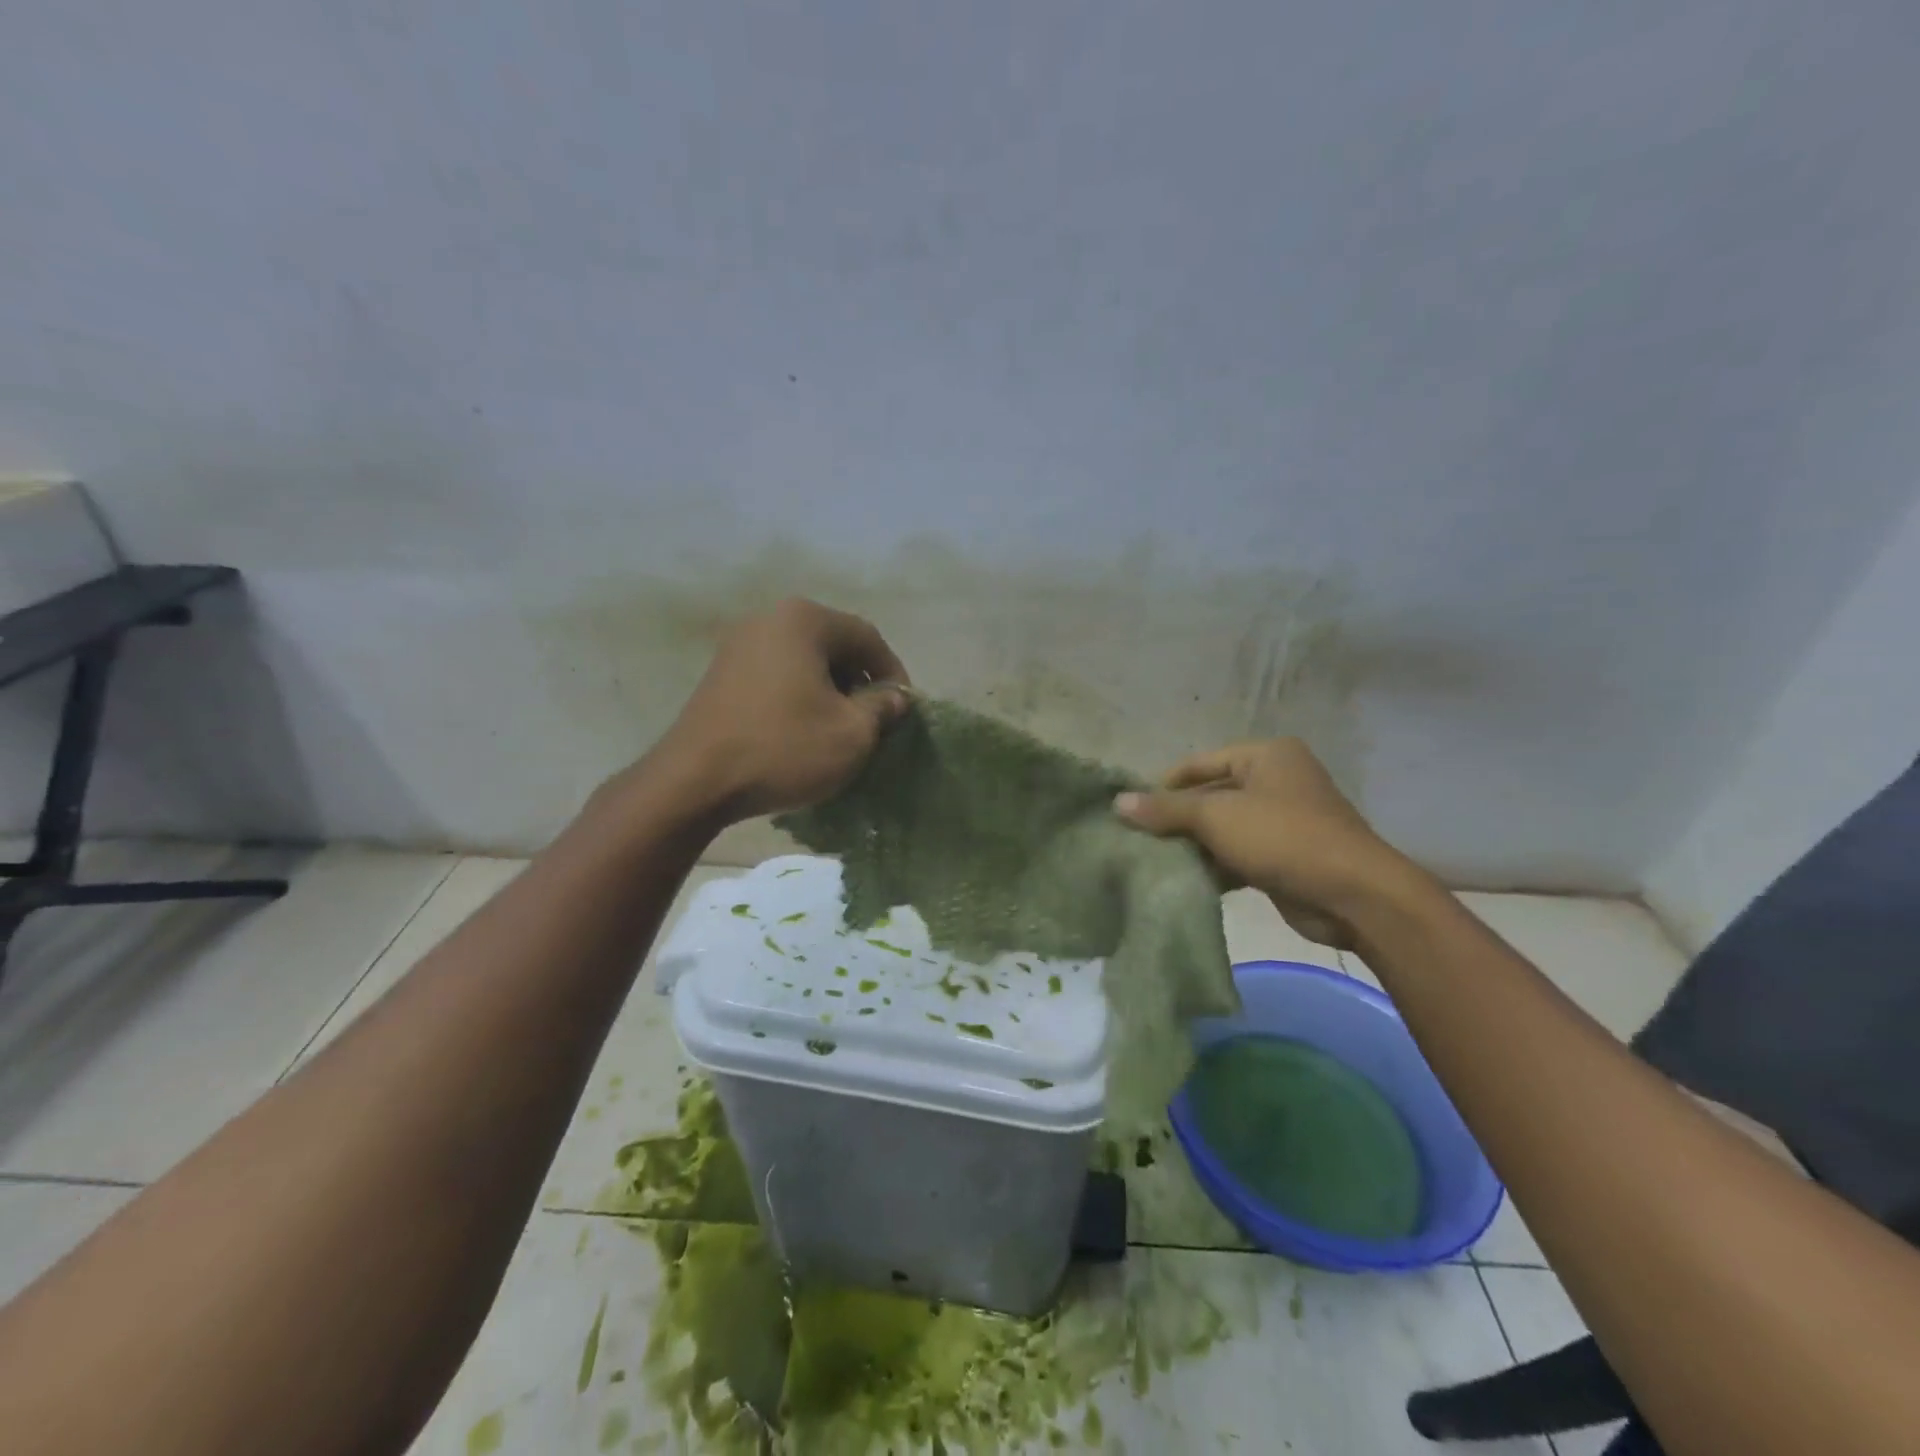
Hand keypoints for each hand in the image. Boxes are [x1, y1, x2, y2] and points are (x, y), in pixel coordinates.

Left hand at [639, 598, 910, 825]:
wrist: (694, 781)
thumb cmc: (783, 748)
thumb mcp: (852, 733)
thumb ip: (882, 707)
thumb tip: (894, 696)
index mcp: (804, 620)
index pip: (868, 637)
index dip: (893, 673)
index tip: (903, 709)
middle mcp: (769, 619)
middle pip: (834, 645)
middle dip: (860, 682)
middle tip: (873, 721)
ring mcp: (739, 645)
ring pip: (804, 661)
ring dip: (830, 691)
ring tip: (839, 729)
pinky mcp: (721, 673)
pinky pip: (777, 675)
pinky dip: (799, 696)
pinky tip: (802, 731)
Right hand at [1115, 738, 1418, 948]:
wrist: (1353, 895)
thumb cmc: (1283, 837)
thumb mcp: (1217, 817)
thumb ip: (1166, 809)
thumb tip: (1118, 802)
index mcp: (1265, 756)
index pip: (1199, 764)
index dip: (1164, 785)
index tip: (1132, 811)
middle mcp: (1275, 780)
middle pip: (1210, 796)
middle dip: (1177, 820)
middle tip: (1138, 840)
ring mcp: (1283, 819)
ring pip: (1223, 828)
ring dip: (1193, 846)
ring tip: (1153, 863)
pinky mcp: (1284, 855)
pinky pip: (1238, 853)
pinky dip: (1214, 865)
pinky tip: (1185, 881)